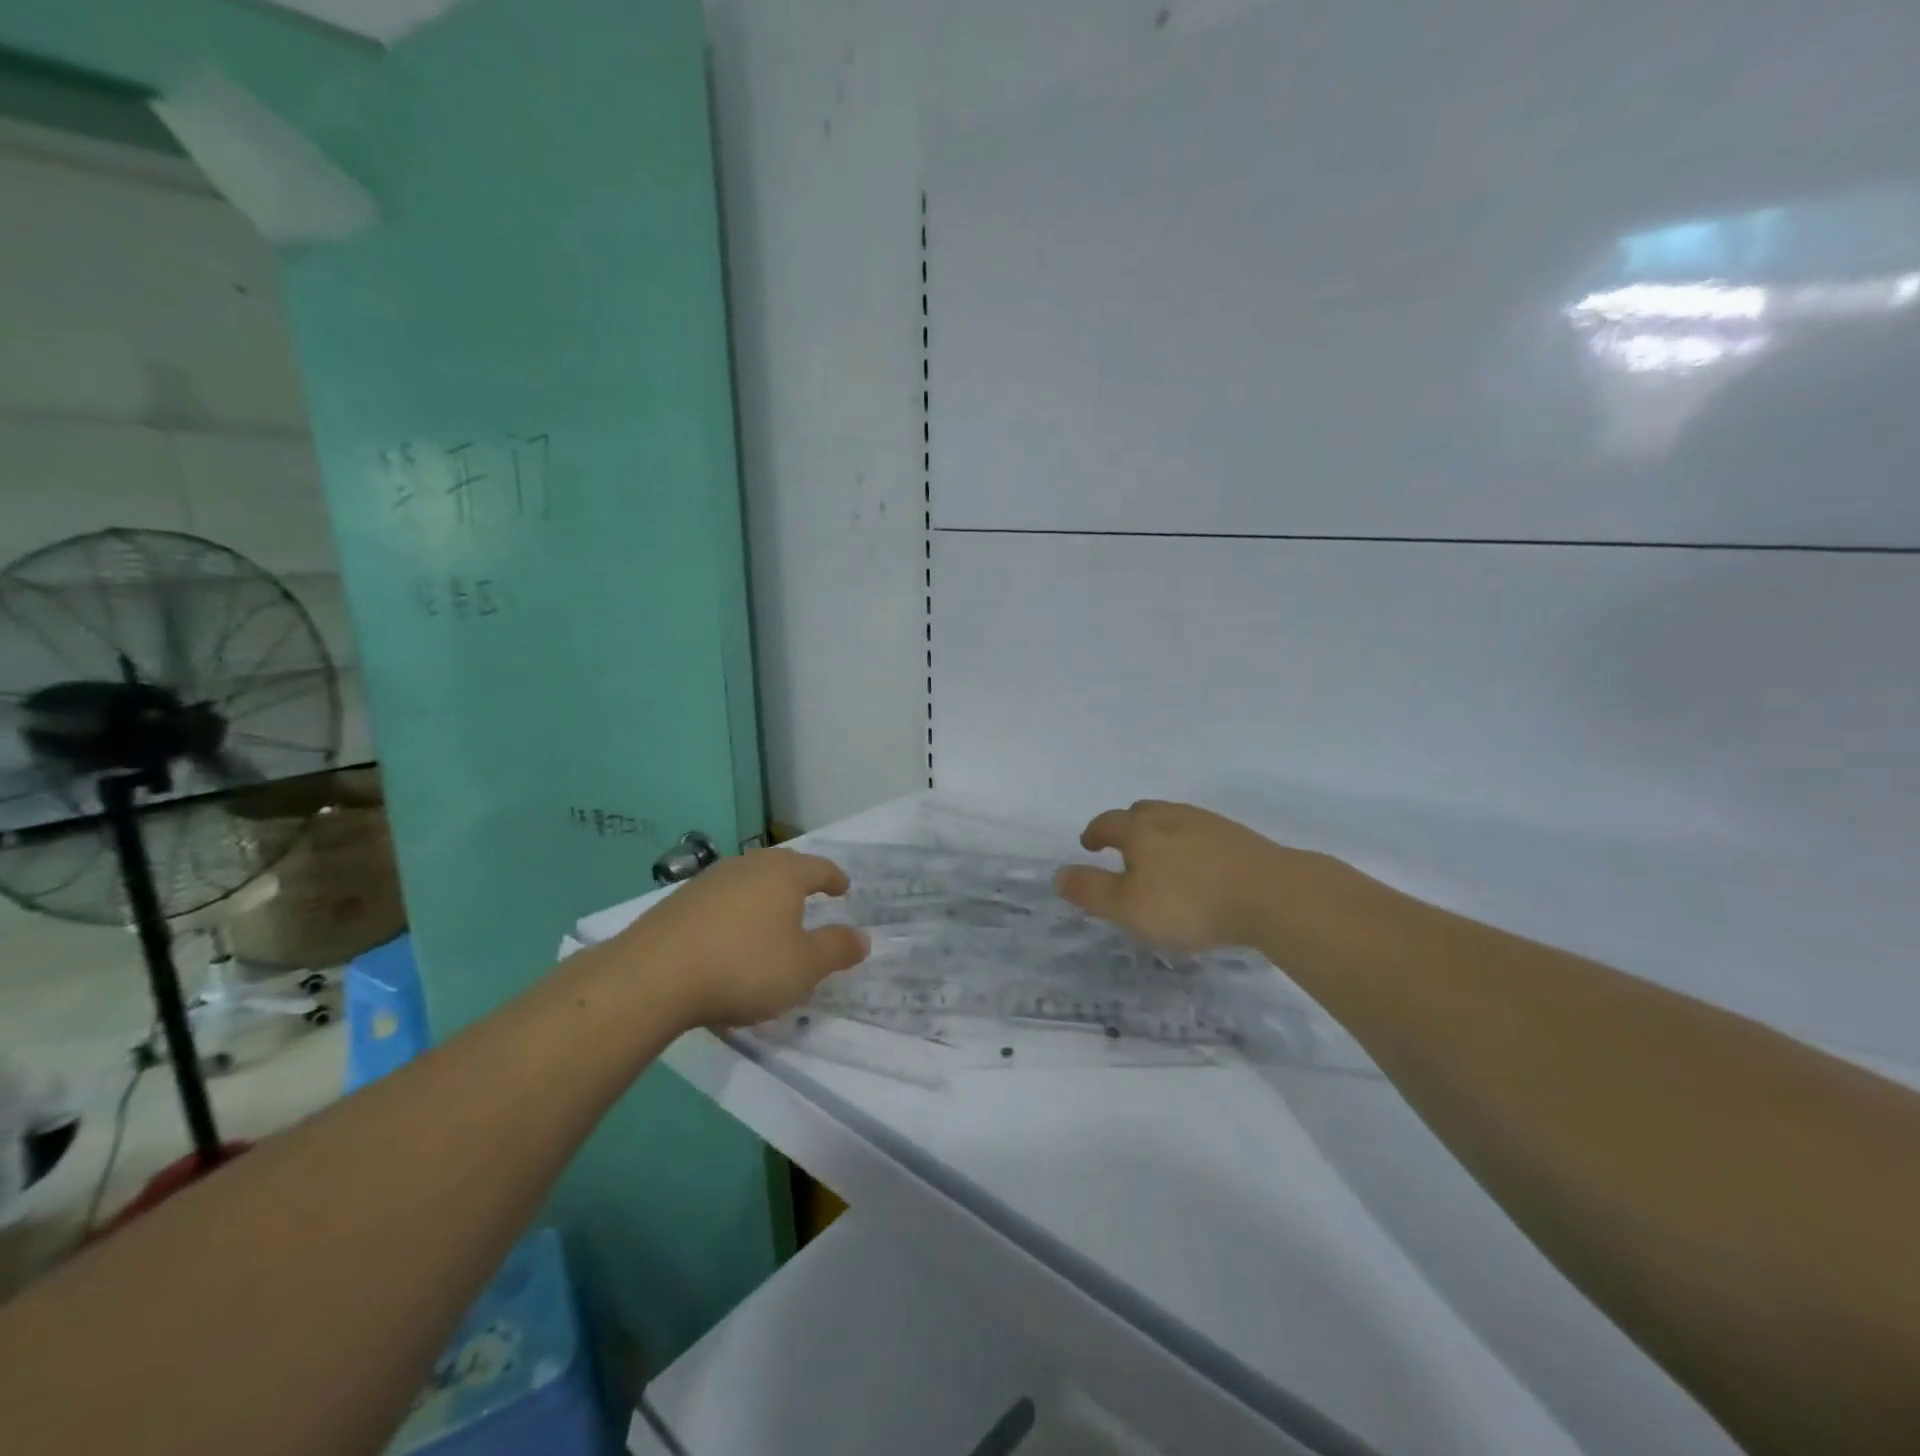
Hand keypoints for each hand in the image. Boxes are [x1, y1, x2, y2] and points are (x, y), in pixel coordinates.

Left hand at [603, 849, 868, 1028]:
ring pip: (748, 879)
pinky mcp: (678, 902)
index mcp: (783, 874)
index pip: (818, 867)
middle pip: (781, 866)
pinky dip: (734, 911)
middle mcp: (748, 866)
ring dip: (764, 895)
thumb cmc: (743, 967)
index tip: (843, 889)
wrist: (653, 976)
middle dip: (799, 880)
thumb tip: (863, 937)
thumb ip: (836, 950)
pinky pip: (720, 899)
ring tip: (771, 915)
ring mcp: (709, 881)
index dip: (834, 878)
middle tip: (811, 895)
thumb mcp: (803, 967)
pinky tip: (729, 934)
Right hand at [1055, 800, 1359, 952]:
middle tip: (1123, 847)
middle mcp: (1172, 817)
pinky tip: (1199, 868)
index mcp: (1140, 830)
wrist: (1272, 894)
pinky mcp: (1239, 838)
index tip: (1088, 845)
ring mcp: (1209, 824)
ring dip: (1160, 835)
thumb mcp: (1128, 907)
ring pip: (1174, 821)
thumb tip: (1059, 874)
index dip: (1094, 833)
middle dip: (1127, 827)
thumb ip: (1091, 891)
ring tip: (1161, 860)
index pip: (1108, 823)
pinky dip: (1190, 846)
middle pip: (1142, 812)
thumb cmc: (1189, 902)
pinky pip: (1202, 835)